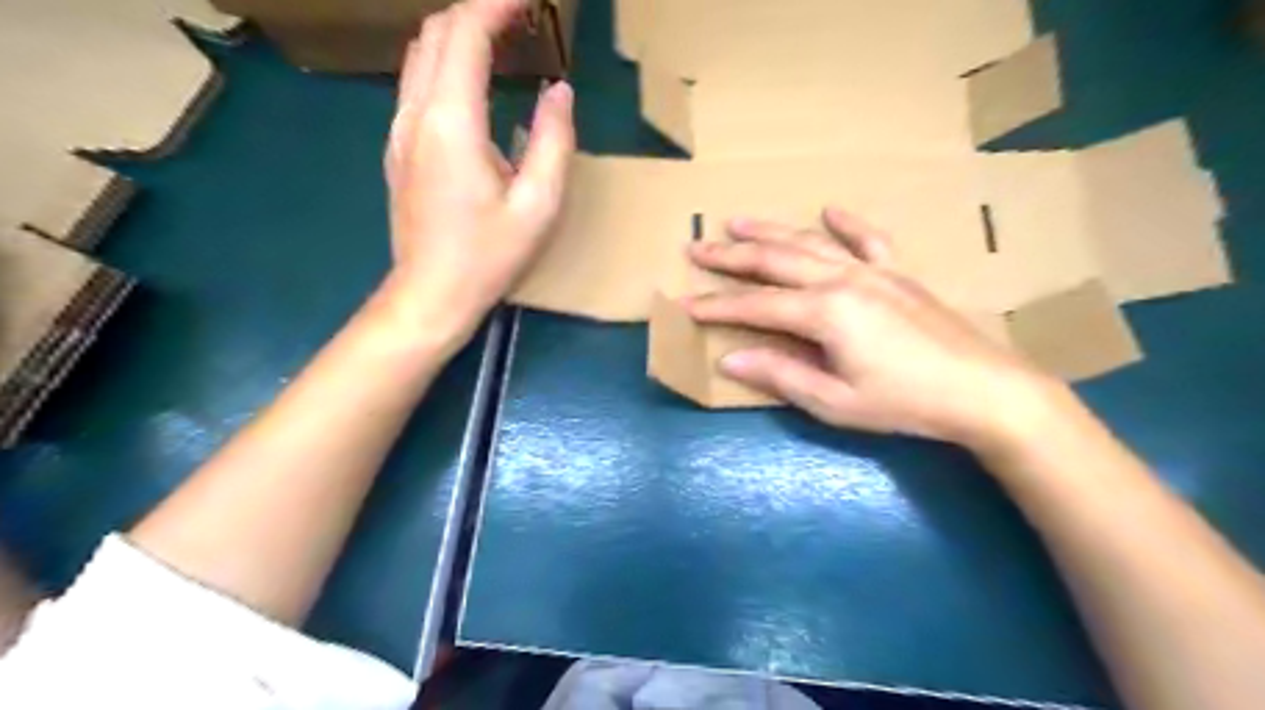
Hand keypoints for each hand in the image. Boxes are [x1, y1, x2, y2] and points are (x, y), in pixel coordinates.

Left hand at [376, 0, 570, 355]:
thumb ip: (553, 140)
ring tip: (502, 42)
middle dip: (477, 11)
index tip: (529, 0)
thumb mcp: (539, 205)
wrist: (431, 293)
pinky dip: (446, 63)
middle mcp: (416, 114)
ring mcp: (399, 130)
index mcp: (451, 122)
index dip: (496, 5)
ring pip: (420, 54)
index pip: (465, 34)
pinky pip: (416, 83)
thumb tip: (559, 90)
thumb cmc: (489, 255)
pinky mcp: (398, 148)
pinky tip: (475, 84)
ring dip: (458, 35)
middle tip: (521, 17)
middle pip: (436, 33)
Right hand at [683, 209, 1065, 451]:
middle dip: (731, 256)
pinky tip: (829, 209)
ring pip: (810, 243)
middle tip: (696, 247)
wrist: (984, 391)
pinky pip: (869, 239)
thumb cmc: (904, 403)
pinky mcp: (898, 273)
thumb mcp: (834, 402)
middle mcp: (843, 279)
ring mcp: (873, 271)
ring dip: (770, 232)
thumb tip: (729, 360)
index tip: (684, 303)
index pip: (756, 305)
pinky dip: (847, 223)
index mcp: (825, 312)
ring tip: (737, 223)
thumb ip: (780, 375)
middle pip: (775, 261)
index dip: (716, 306)